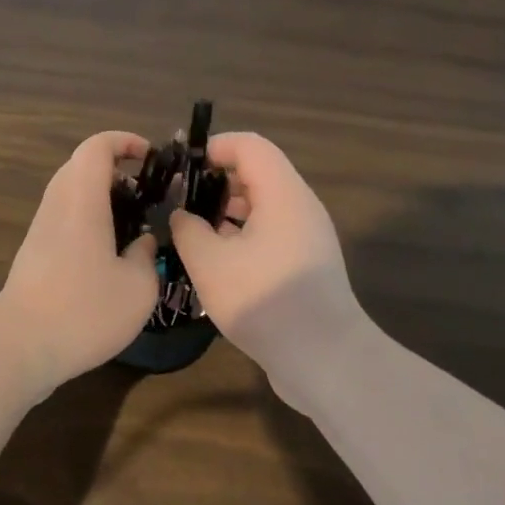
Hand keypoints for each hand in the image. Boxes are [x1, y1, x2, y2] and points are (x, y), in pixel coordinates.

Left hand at [0, 131, 159, 391]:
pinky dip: (89, 219)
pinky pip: (64, 217)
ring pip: (71, 193)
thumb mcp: (138, 288)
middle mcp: (56, 205)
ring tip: (133, 226)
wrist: (21, 346)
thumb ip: (146, 256)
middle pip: (81, 166)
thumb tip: (142, 243)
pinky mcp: (34, 252)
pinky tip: (109, 254)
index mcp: (81, 200)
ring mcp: (40, 228)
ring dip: (102, 197)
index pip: (96, 147)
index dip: (124, 141)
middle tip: (147, 195)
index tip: (150, 157)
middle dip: (116, 171)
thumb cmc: (84, 311)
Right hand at [170, 132, 369, 411]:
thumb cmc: (263, 299)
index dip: (213, 148)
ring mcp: (306, 237)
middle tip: (180, 203)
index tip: (181, 170)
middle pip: (256, 173)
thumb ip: (188, 228)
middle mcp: (300, 207)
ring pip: (262, 206)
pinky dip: (242, 236)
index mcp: (282, 194)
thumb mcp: (209, 262)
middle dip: (215, 182)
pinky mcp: (305, 264)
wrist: (324, 359)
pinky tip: (216, 262)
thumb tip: (182, 215)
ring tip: (192, 234)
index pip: (249, 145)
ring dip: (227, 212)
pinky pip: (270, 233)